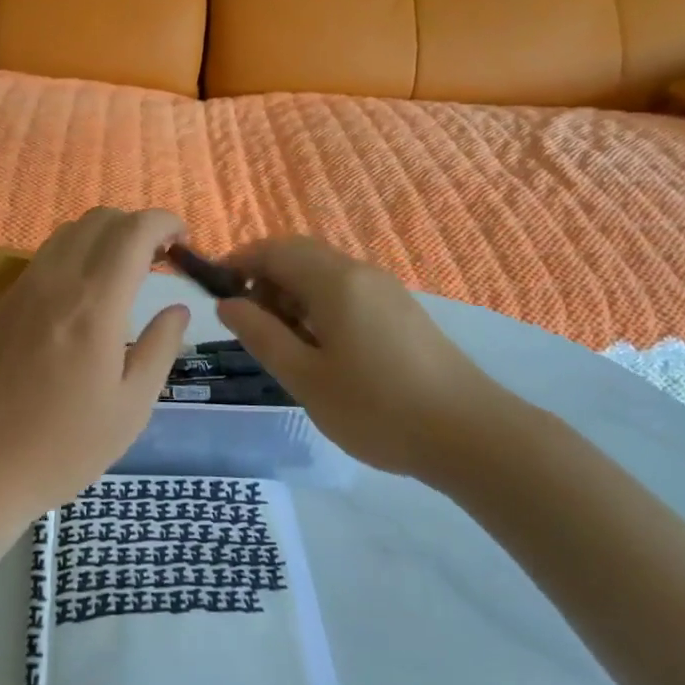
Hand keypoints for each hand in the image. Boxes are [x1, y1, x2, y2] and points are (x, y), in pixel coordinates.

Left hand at [0, 208, 190, 518]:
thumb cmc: (61, 448)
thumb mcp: (130, 408)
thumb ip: (160, 348)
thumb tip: (177, 309)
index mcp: (94, 304)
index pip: (133, 231)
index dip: (164, 223)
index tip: (184, 242)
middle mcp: (56, 281)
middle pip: (100, 220)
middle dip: (137, 227)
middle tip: (159, 260)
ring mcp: (22, 288)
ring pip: (68, 232)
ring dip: (104, 237)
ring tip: (123, 274)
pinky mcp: (0, 303)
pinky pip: (45, 256)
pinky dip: (75, 254)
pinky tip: (83, 296)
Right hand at [217, 237, 521, 483]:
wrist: (469, 434)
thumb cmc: (377, 408)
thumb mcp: (305, 378)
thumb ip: (261, 335)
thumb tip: (227, 304)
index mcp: (334, 281)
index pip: (273, 250)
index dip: (238, 263)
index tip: (215, 291)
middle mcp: (360, 272)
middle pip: (299, 255)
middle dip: (265, 278)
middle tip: (249, 323)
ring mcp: (385, 289)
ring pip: (323, 273)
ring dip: (292, 293)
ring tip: (284, 342)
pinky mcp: (400, 310)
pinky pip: (346, 291)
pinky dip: (319, 305)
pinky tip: (322, 348)